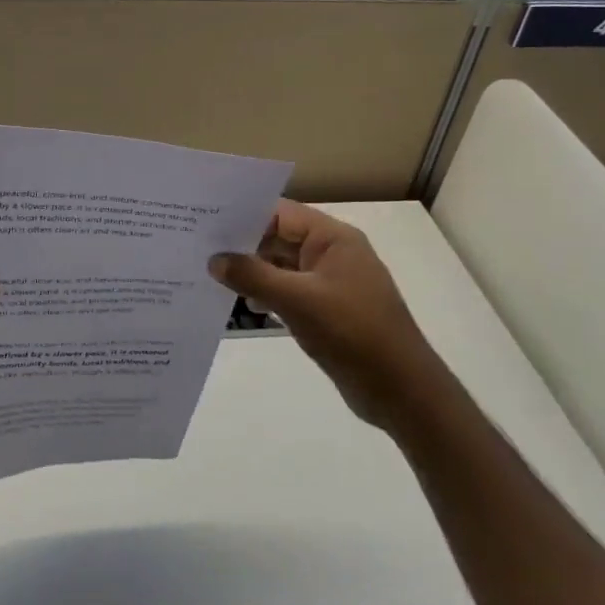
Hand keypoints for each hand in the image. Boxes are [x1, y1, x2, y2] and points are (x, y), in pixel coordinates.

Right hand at [210, 200, 436, 430]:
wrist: (402, 391)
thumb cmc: (352, 333)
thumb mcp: (298, 301)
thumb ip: (253, 276)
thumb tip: (215, 260)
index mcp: (333, 239)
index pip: (281, 214)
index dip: (245, 216)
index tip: (207, 223)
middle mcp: (333, 254)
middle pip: (281, 238)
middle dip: (245, 245)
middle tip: (202, 250)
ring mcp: (332, 283)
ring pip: (284, 266)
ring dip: (254, 272)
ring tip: (214, 277)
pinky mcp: (330, 309)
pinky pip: (292, 290)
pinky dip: (270, 294)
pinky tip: (246, 304)